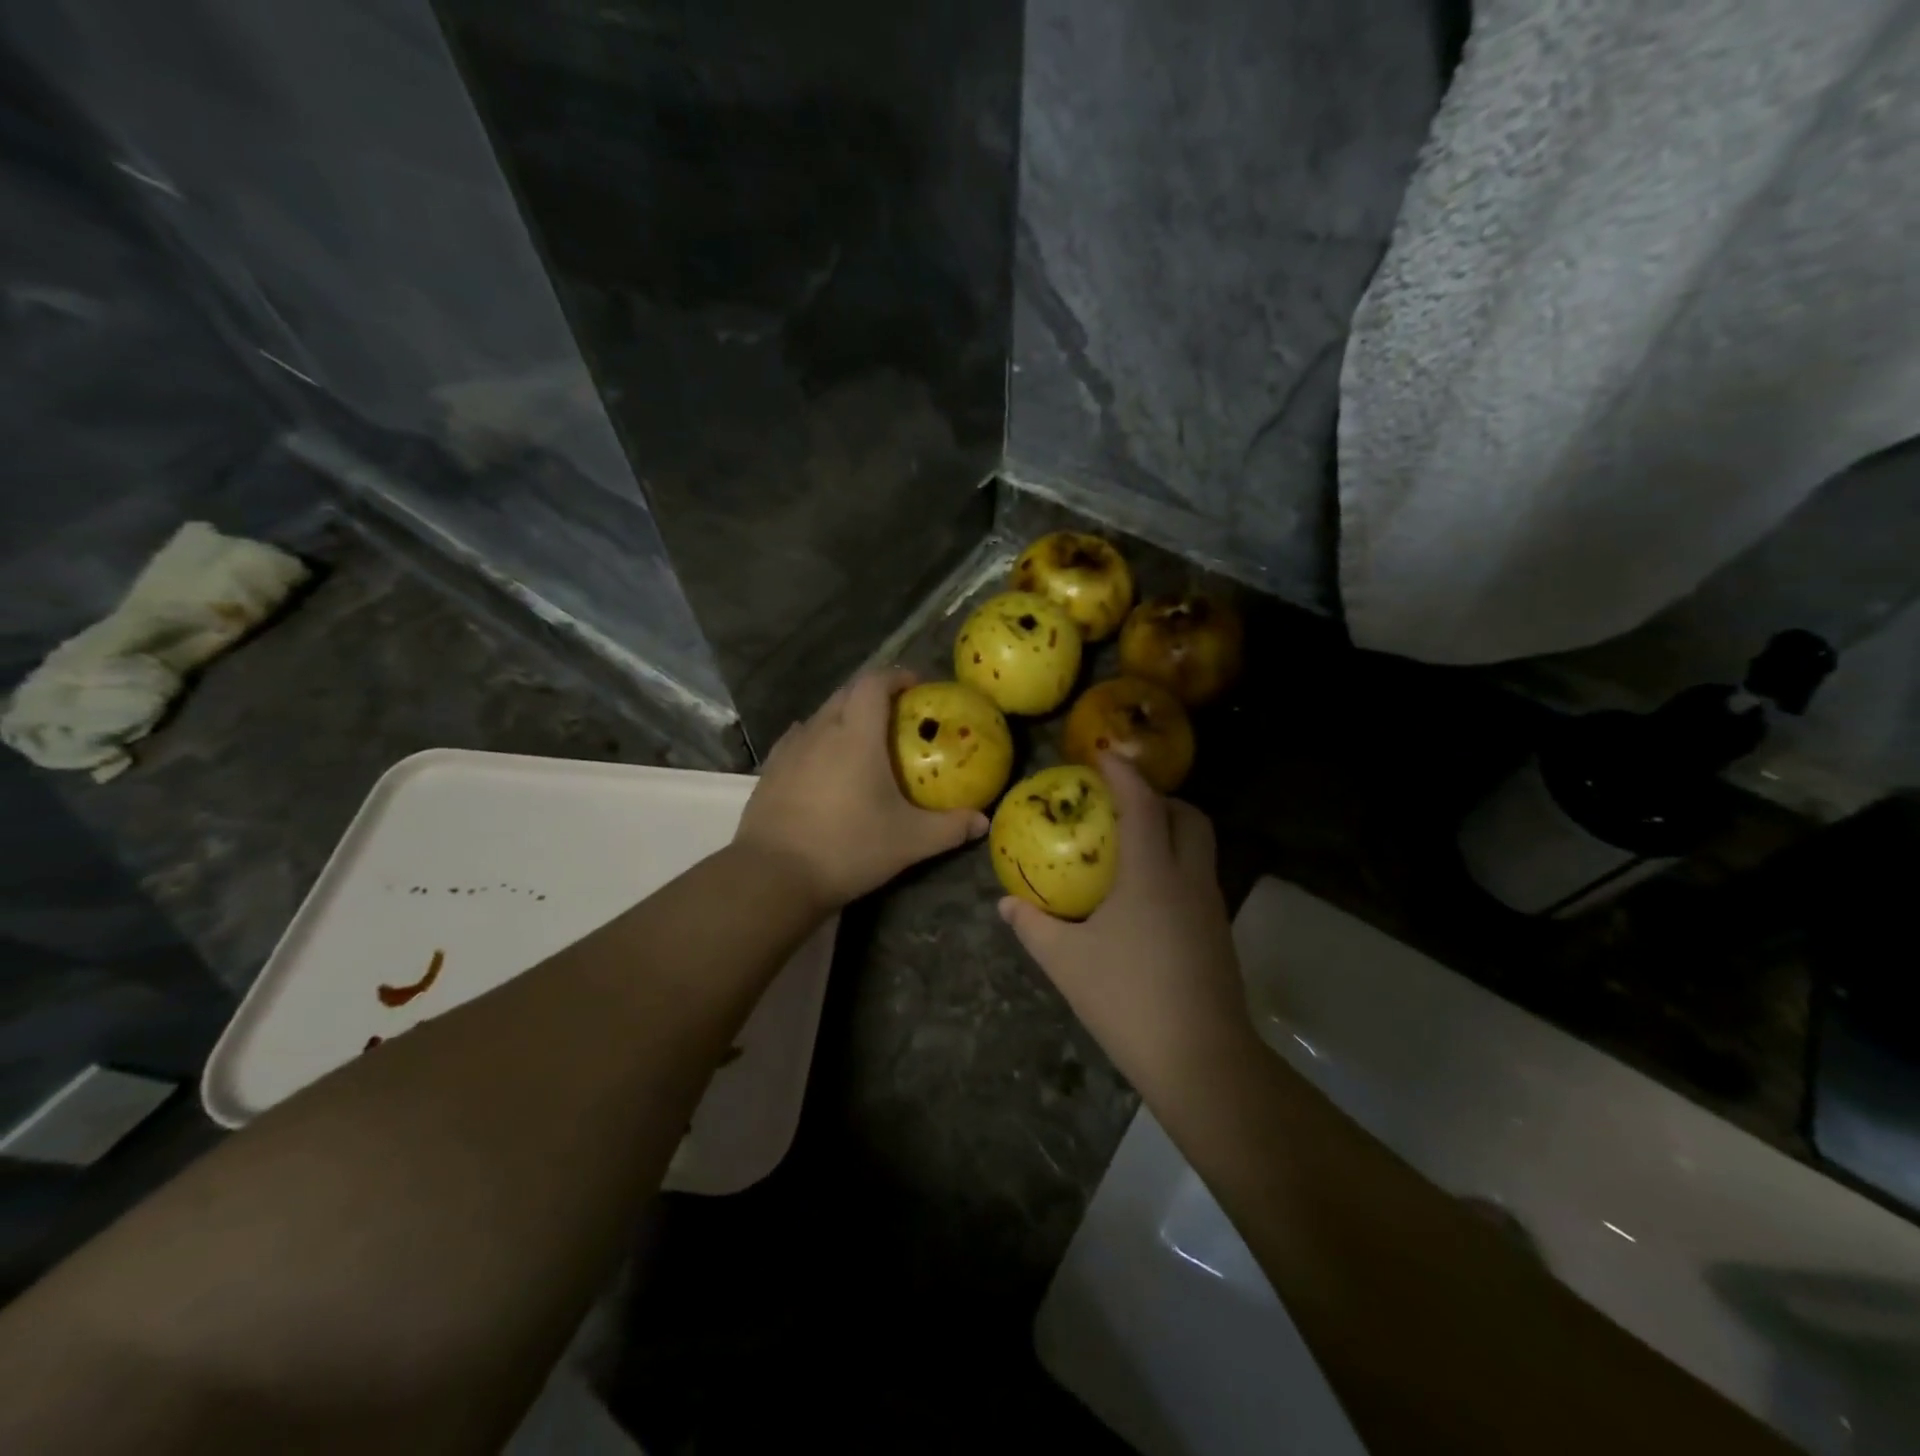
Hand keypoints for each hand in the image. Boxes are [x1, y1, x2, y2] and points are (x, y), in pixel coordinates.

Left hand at [735, 668, 987, 910]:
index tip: (917, 686)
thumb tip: (982, 822)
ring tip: (862, 739)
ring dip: (844, 715)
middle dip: (873, 693)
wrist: (774, 875)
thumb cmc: (848, 848)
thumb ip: (949, 828)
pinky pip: (799, 738)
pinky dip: (818, 738)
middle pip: (847, 692)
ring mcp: (791, 749)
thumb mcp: (909, 842)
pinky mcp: (771, 770)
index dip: (897, 677)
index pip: (874, 683)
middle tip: (897, 714)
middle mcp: (821, 730)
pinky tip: (823, 761)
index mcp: (856, 735)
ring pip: (821, 715)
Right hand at [999, 754, 1251, 1088]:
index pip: (1143, 804)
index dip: (1125, 773)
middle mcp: (1189, 878)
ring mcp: (1210, 906)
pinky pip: (1199, 875)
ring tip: (1132, 843)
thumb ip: (1034, 926)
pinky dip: (1177, 862)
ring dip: (1171, 829)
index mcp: (1152, 873)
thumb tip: (1007, 903)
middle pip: (1188, 816)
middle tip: (1122, 802)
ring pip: (1200, 845)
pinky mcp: (1218, 932)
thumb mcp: (1067, 962)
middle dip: (1159, 797)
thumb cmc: (1127, 999)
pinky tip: (1147, 893)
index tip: (1105, 755)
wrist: (1201, 1060)